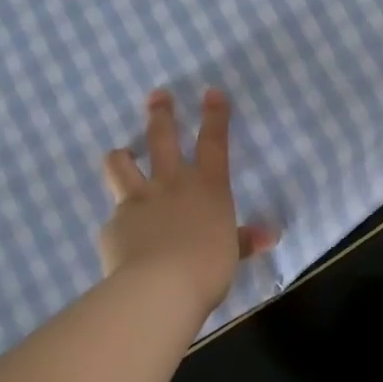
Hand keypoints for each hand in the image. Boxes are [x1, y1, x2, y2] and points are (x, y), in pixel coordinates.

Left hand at [99, 89, 276, 316]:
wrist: (158, 289)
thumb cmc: (207, 269)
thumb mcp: (232, 254)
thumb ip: (244, 241)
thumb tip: (270, 236)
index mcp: (208, 187)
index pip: (214, 142)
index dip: (215, 115)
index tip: (211, 92)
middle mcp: (172, 184)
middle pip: (163, 139)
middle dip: (162, 114)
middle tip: (156, 95)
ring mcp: (138, 201)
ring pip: (122, 166)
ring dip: (121, 156)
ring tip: (120, 153)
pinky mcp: (113, 225)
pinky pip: (114, 219)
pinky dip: (119, 225)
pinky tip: (121, 237)